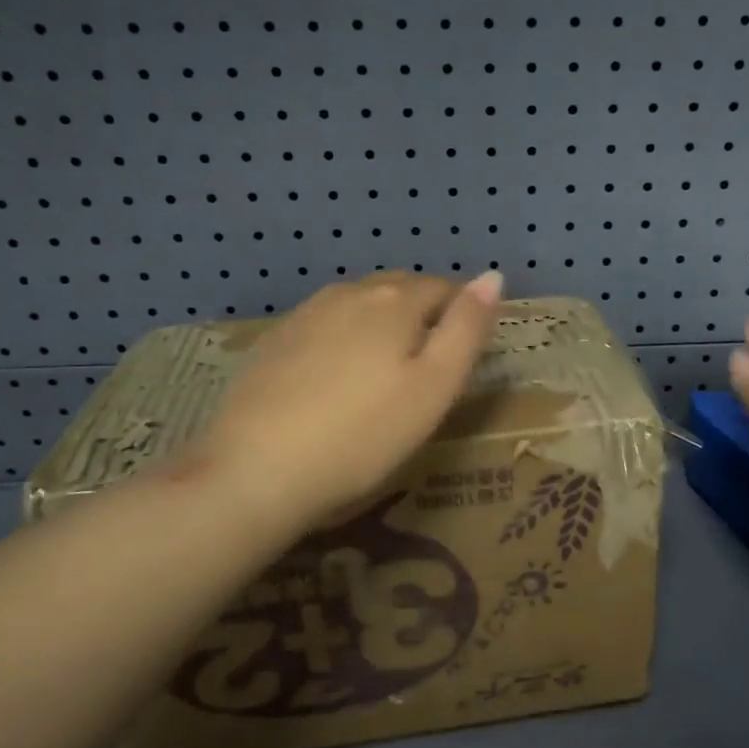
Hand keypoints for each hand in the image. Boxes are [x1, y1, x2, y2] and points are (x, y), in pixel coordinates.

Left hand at [177, 270, 503, 529]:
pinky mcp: (274, 340)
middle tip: (426, 369)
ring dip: (379, 324)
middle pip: (398, 289)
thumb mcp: (434, 388)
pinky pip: (324, 324)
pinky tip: (334, 379)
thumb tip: (492, 276)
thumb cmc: (363, 435)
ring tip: (382, 373)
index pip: (443, 288)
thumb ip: (467, 328)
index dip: (460, 315)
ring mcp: (305, 313)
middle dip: (420, 314)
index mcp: (394, 301)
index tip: (461, 357)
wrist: (256, 471)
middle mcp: (348, 293)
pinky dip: (341, 339)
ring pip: (358, 304)